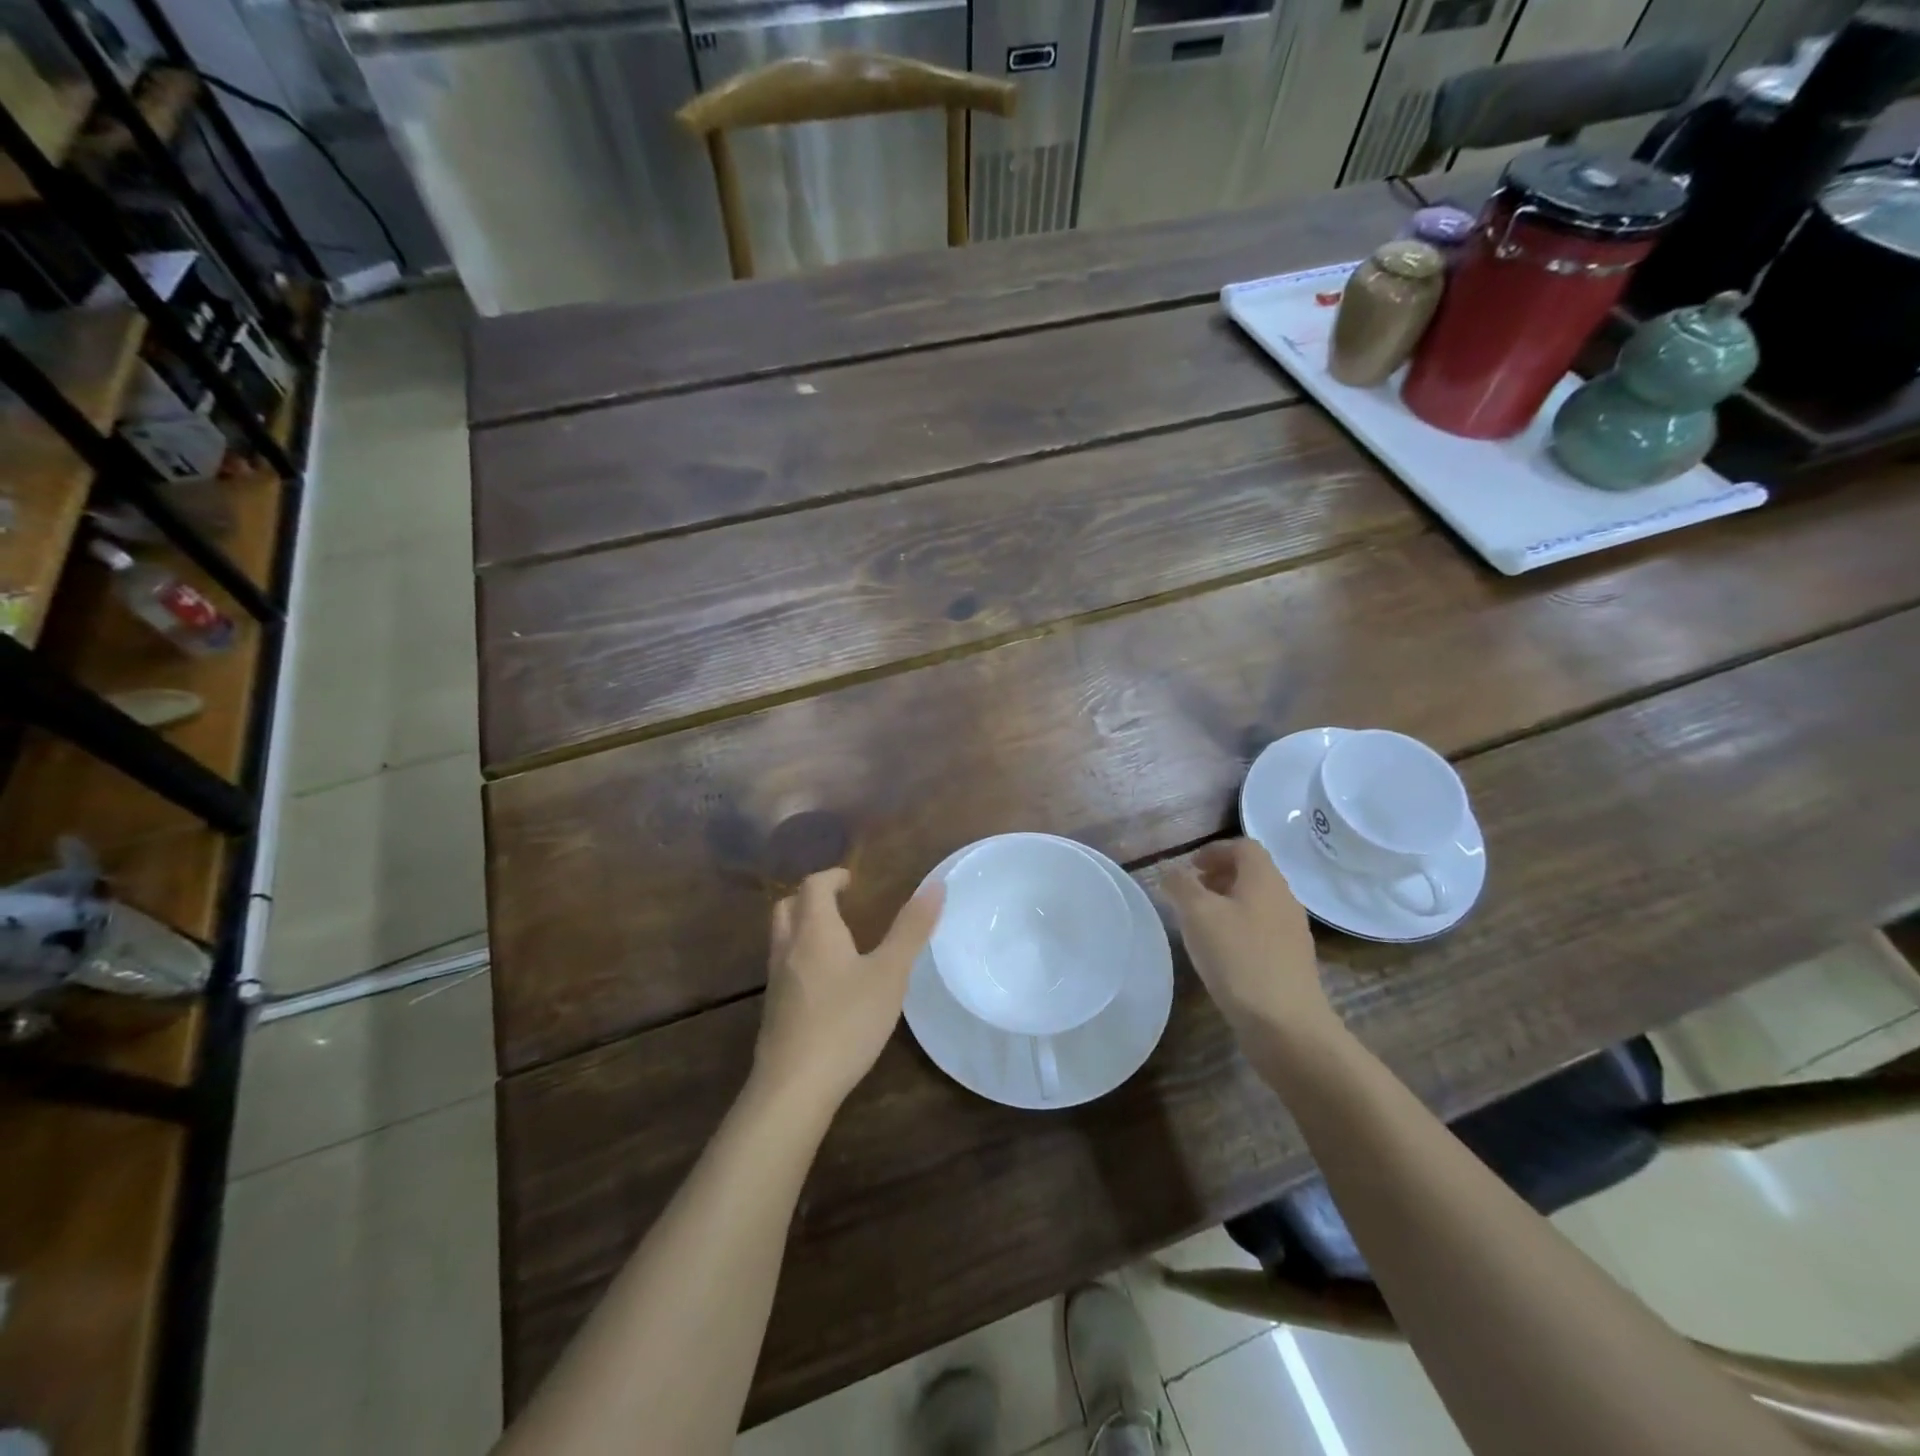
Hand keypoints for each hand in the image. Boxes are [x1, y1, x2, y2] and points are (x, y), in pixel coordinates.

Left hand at [754, 868, 943, 1115]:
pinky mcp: (773, 1011)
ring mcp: (776, 981)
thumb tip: (935, 885)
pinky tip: (824, 984)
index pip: (814, 886)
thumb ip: (911, 930)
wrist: (793, 1087)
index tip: (852, 881)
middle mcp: (788, 949)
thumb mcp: (890, 974)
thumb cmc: (846, 1022)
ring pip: (781, 938)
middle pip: (788, 907)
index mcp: (815, 931)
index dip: (832, 877)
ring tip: (835, 940)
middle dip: (811, 898)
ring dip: (802, 927)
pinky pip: (783, 967)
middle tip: (840, 904)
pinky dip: (800, 957)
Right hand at [1165, 839, 1335, 1044]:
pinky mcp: (1291, 962)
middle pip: (1252, 874)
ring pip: (1257, 904)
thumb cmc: (1238, 958)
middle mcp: (1284, 899)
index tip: (1190, 867)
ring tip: (1200, 925)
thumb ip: (1180, 885)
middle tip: (1190, 894)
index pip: (1244, 846)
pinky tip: (1221, 955)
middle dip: (1219, 877)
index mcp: (1265, 880)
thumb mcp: (1197, 914)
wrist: (1286, 1024)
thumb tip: (1171, 871)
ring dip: (1228, 904)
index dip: (1215, 850)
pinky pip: (1262, 931)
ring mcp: (1292, 933)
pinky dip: (1239, 930)